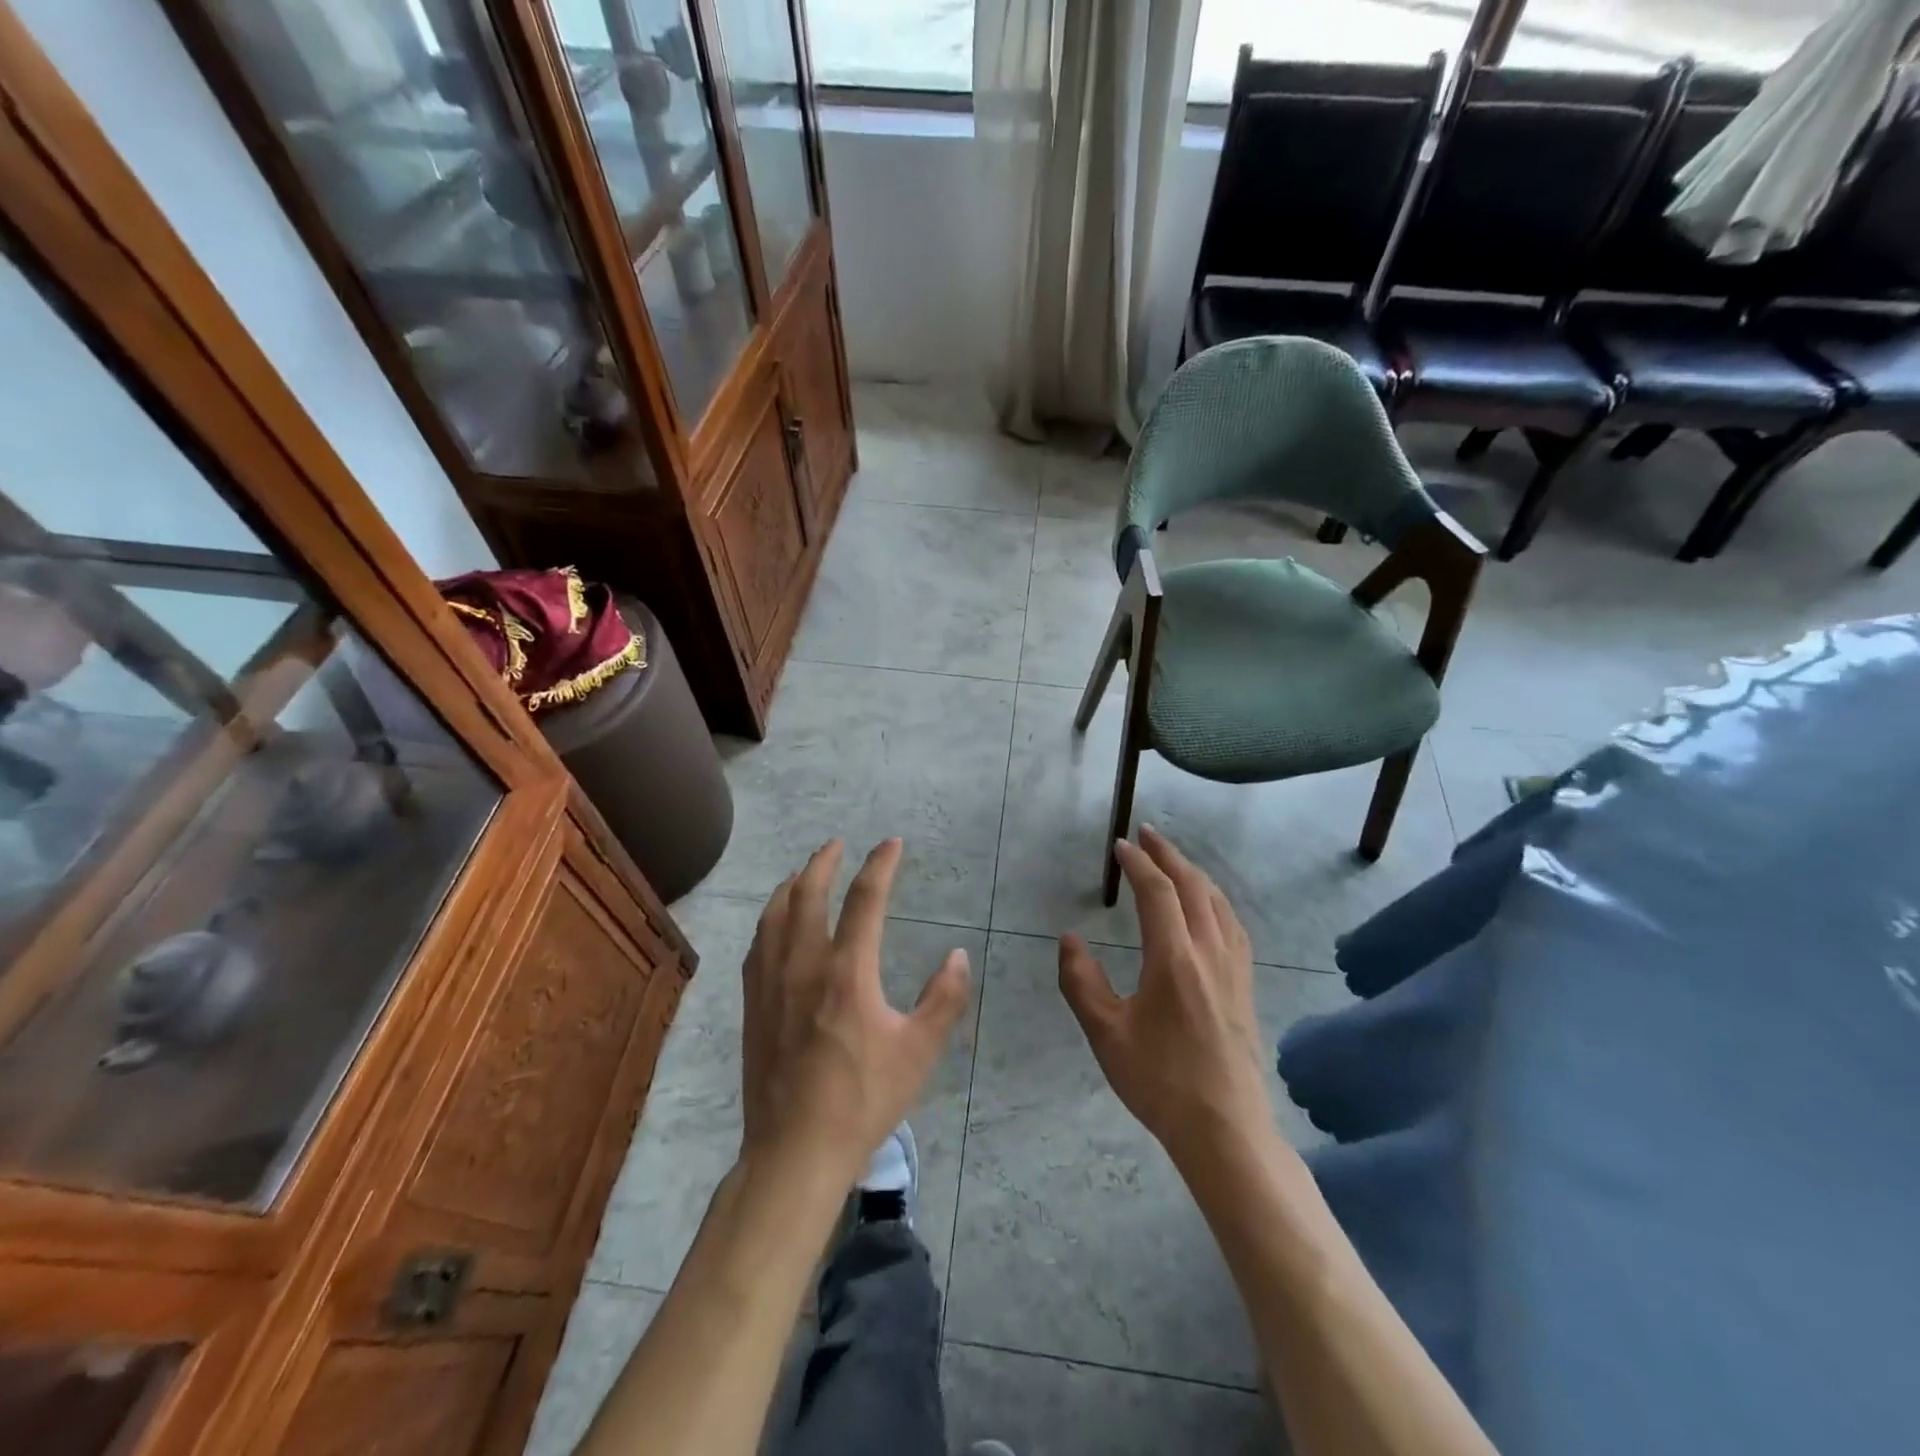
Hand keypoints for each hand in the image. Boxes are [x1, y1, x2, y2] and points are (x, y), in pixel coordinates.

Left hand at [740, 838, 970, 1186]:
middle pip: (807, 894)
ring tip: (803, 873)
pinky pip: (757, 945)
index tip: (891, 843)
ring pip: (774, 915)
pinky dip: (769, 920)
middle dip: (823, 862)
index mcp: (847, 972)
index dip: (880, 865)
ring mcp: (770, 984)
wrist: (795, 1151)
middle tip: (837, 844)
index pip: (864, 900)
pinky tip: (774, 924)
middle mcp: (803, 965)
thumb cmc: (863, 1100)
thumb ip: (944, 1000)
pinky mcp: (751, 1006)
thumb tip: (958, 955)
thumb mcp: (919, 1053)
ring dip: (791, 885)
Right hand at [1058, 825, 1274, 1168]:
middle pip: (1192, 886)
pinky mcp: (1246, 985)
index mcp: (1174, 958)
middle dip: (1168, 855)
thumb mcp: (1106, 1034)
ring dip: (1194, 872)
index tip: (1120, 845)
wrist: (1225, 1129)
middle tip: (1147, 834)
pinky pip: (1233, 924)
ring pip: (1217, 901)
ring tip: (1174, 860)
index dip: (1137, 863)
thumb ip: (1081, 981)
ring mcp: (1234, 967)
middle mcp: (1209, 952)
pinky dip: (1215, 899)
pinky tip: (1209, 906)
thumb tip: (1070, 939)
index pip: (1157, 892)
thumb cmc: (1159, 1081)